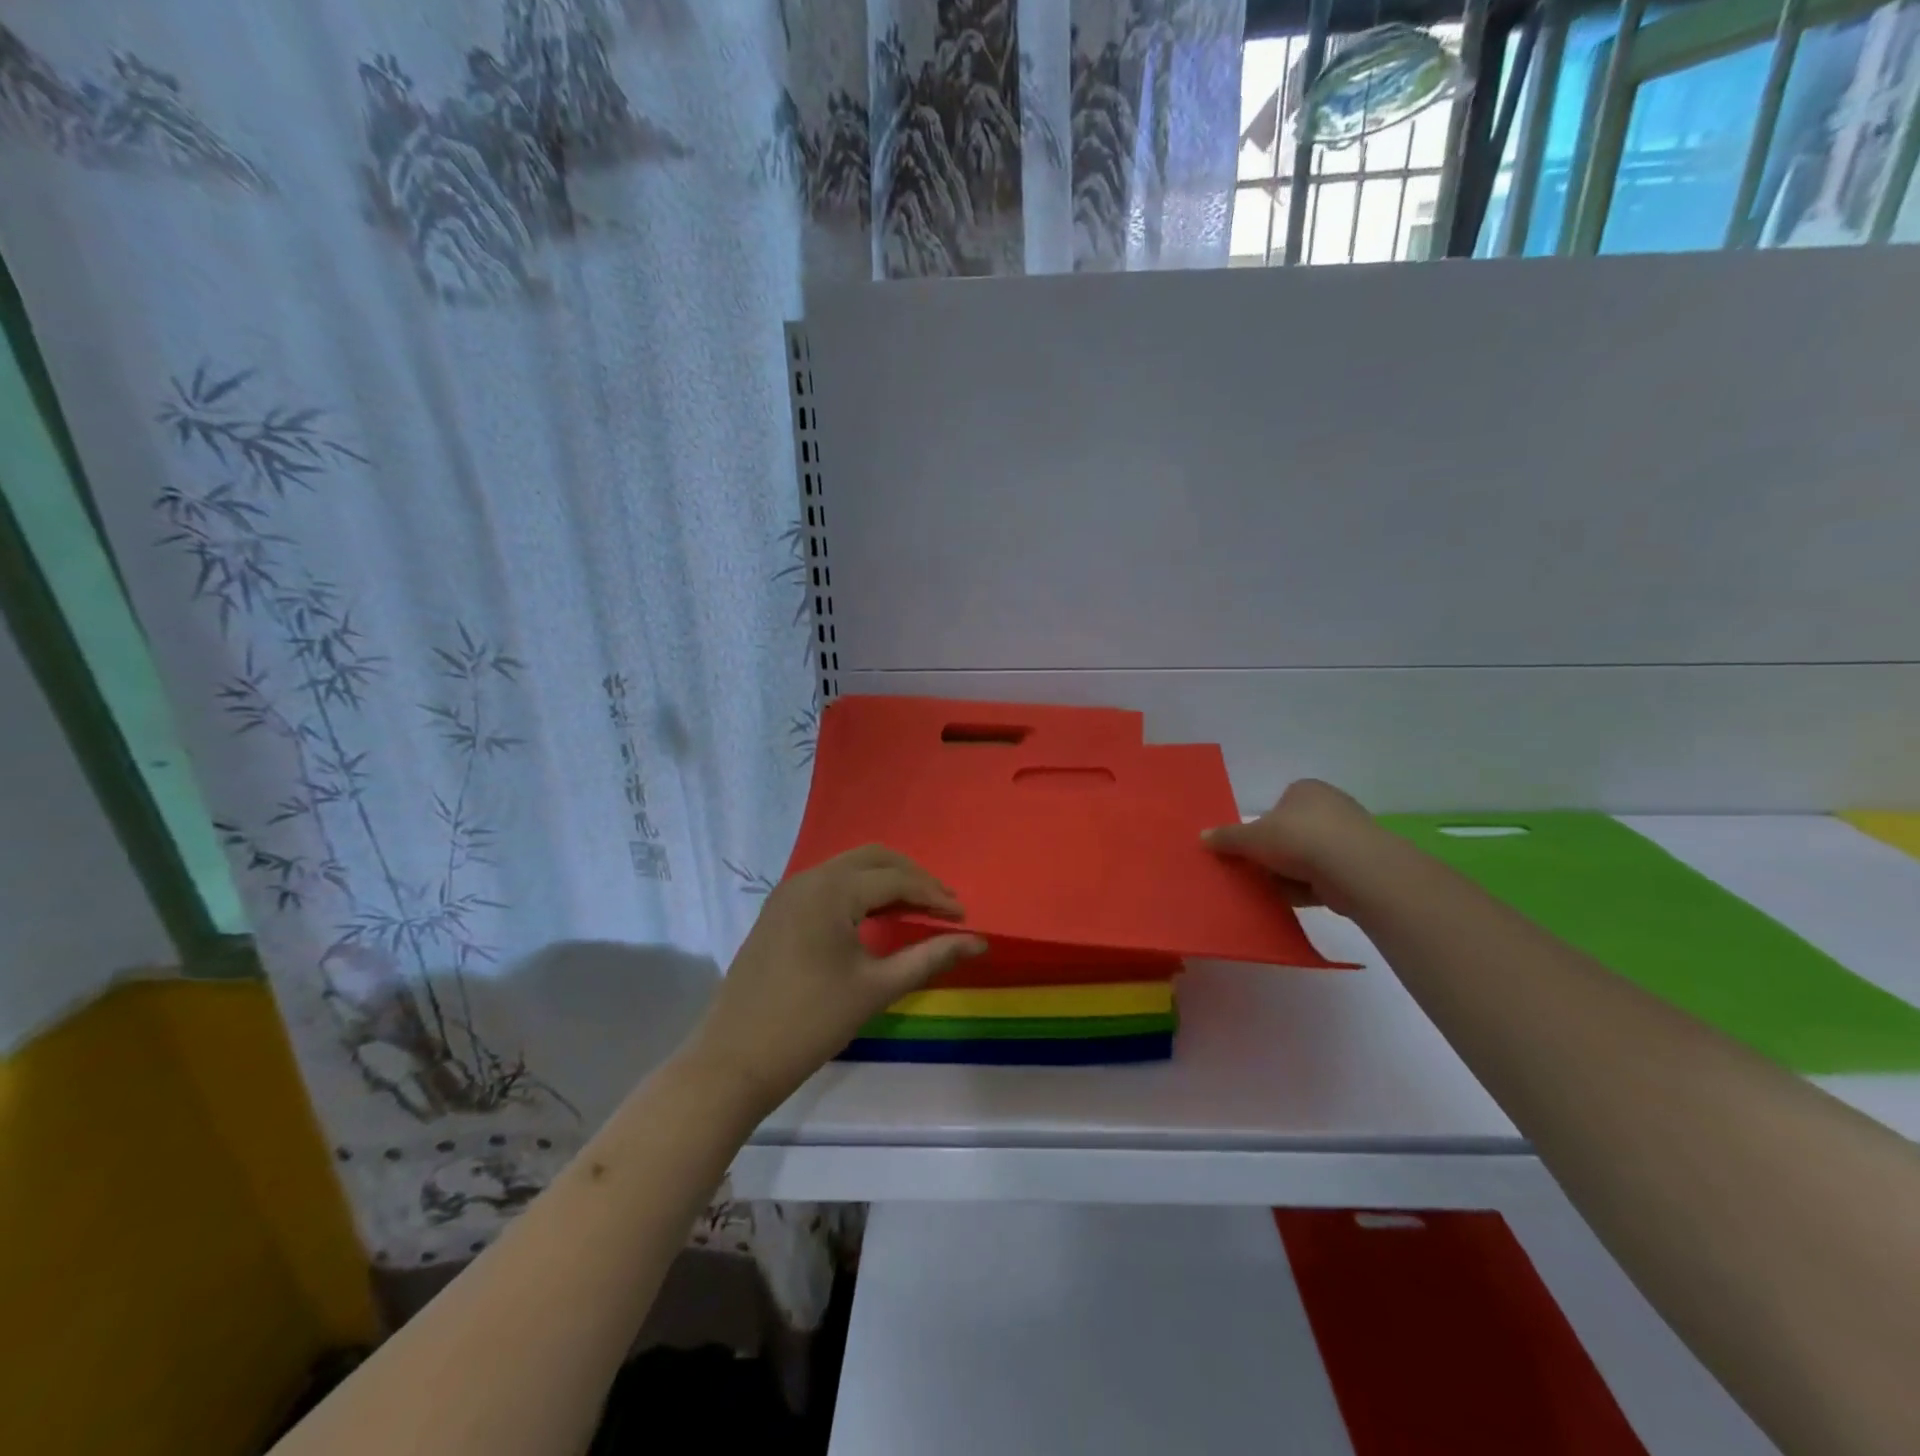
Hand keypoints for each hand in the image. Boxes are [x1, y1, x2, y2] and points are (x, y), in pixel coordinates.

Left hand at [686, 846, 987, 1115]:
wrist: (734, 1060)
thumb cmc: (810, 1023)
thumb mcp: (876, 988)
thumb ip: (929, 957)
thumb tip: (978, 941)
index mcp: (831, 890)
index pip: (896, 879)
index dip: (934, 895)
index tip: (963, 916)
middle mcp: (808, 878)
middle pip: (873, 858)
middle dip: (912, 877)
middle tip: (942, 906)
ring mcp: (788, 892)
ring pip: (849, 868)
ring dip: (885, 881)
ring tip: (916, 910)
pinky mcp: (778, 910)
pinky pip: (828, 885)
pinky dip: (858, 892)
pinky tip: (875, 918)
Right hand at [1202, 778, 1374, 916]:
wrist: (1356, 870)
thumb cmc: (1299, 839)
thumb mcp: (1252, 837)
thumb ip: (1227, 837)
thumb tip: (1202, 836)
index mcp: (1306, 789)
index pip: (1278, 805)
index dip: (1262, 826)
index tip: (1250, 847)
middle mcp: (1331, 806)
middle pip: (1292, 831)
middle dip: (1275, 852)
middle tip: (1256, 870)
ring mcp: (1349, 836)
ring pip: (1308, 856)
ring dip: (1291, 872)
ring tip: (1272, 888)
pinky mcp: (1360, 866)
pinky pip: (1325, 876)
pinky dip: (1309, 887)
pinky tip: (1293, 899)